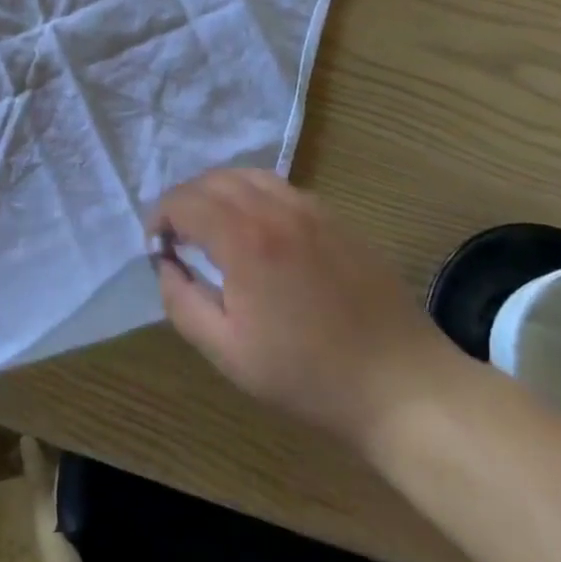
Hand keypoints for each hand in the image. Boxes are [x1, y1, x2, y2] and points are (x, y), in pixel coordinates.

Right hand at [151, 169, 456, 449]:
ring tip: (215, 228)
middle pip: (212, 180)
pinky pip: (281, 189)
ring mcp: (311, 209)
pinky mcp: (337, 218)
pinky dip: (254, 196)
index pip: (183, 201)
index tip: (159, 248)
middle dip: (185, 202)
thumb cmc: (307, 375)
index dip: (160, 219)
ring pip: (248, 176)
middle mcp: (275, 209)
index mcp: (244, 239)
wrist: (401, 386)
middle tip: (180, 239)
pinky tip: (259, 232)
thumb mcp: (226, 352)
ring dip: (219, 193)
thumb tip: (166, 265)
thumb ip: (181, 302)